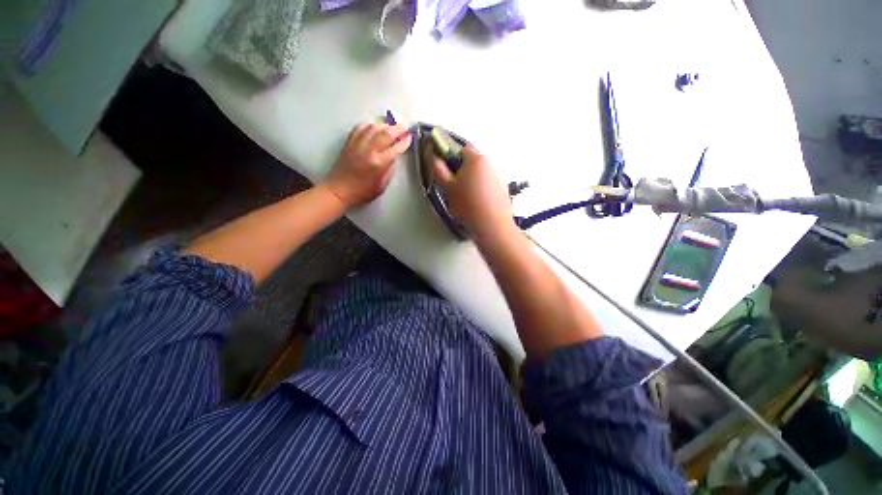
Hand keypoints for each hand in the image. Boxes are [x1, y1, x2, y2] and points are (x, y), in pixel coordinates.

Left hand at [326, 123, 412, 207]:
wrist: (339, 190)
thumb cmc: (363, 192)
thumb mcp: (382, 185)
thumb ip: (389, 170)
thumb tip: (393, 157)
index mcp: (379, 163)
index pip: (396, 148)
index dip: (405, 142)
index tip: (410, 137)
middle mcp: (369, 150)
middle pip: (386, 133)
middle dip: (398, 129)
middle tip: (405, 127)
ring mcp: (358, 144)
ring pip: (373, 127)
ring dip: (385, 125)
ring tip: (391, 126)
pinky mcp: (349, 142)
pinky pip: (360, 128)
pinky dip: (369, 125)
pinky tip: (374, 127)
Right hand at [429, 145, 514, 242]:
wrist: (492, 226)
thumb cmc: (468, 205)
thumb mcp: (448, 187)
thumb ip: (438, 168)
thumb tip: (432, 153)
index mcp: (476, 158)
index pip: (459, 149)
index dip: (448, 158)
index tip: (444, 173)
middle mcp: (489, 163)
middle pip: (469, 162)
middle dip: (459, 172)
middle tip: (452, 188)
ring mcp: (497, 177)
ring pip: (477, 174)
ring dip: (469, 181)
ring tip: (464, 199)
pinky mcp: (501, 189)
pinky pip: (485, 184)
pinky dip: (478, 190)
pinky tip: (475, 204)